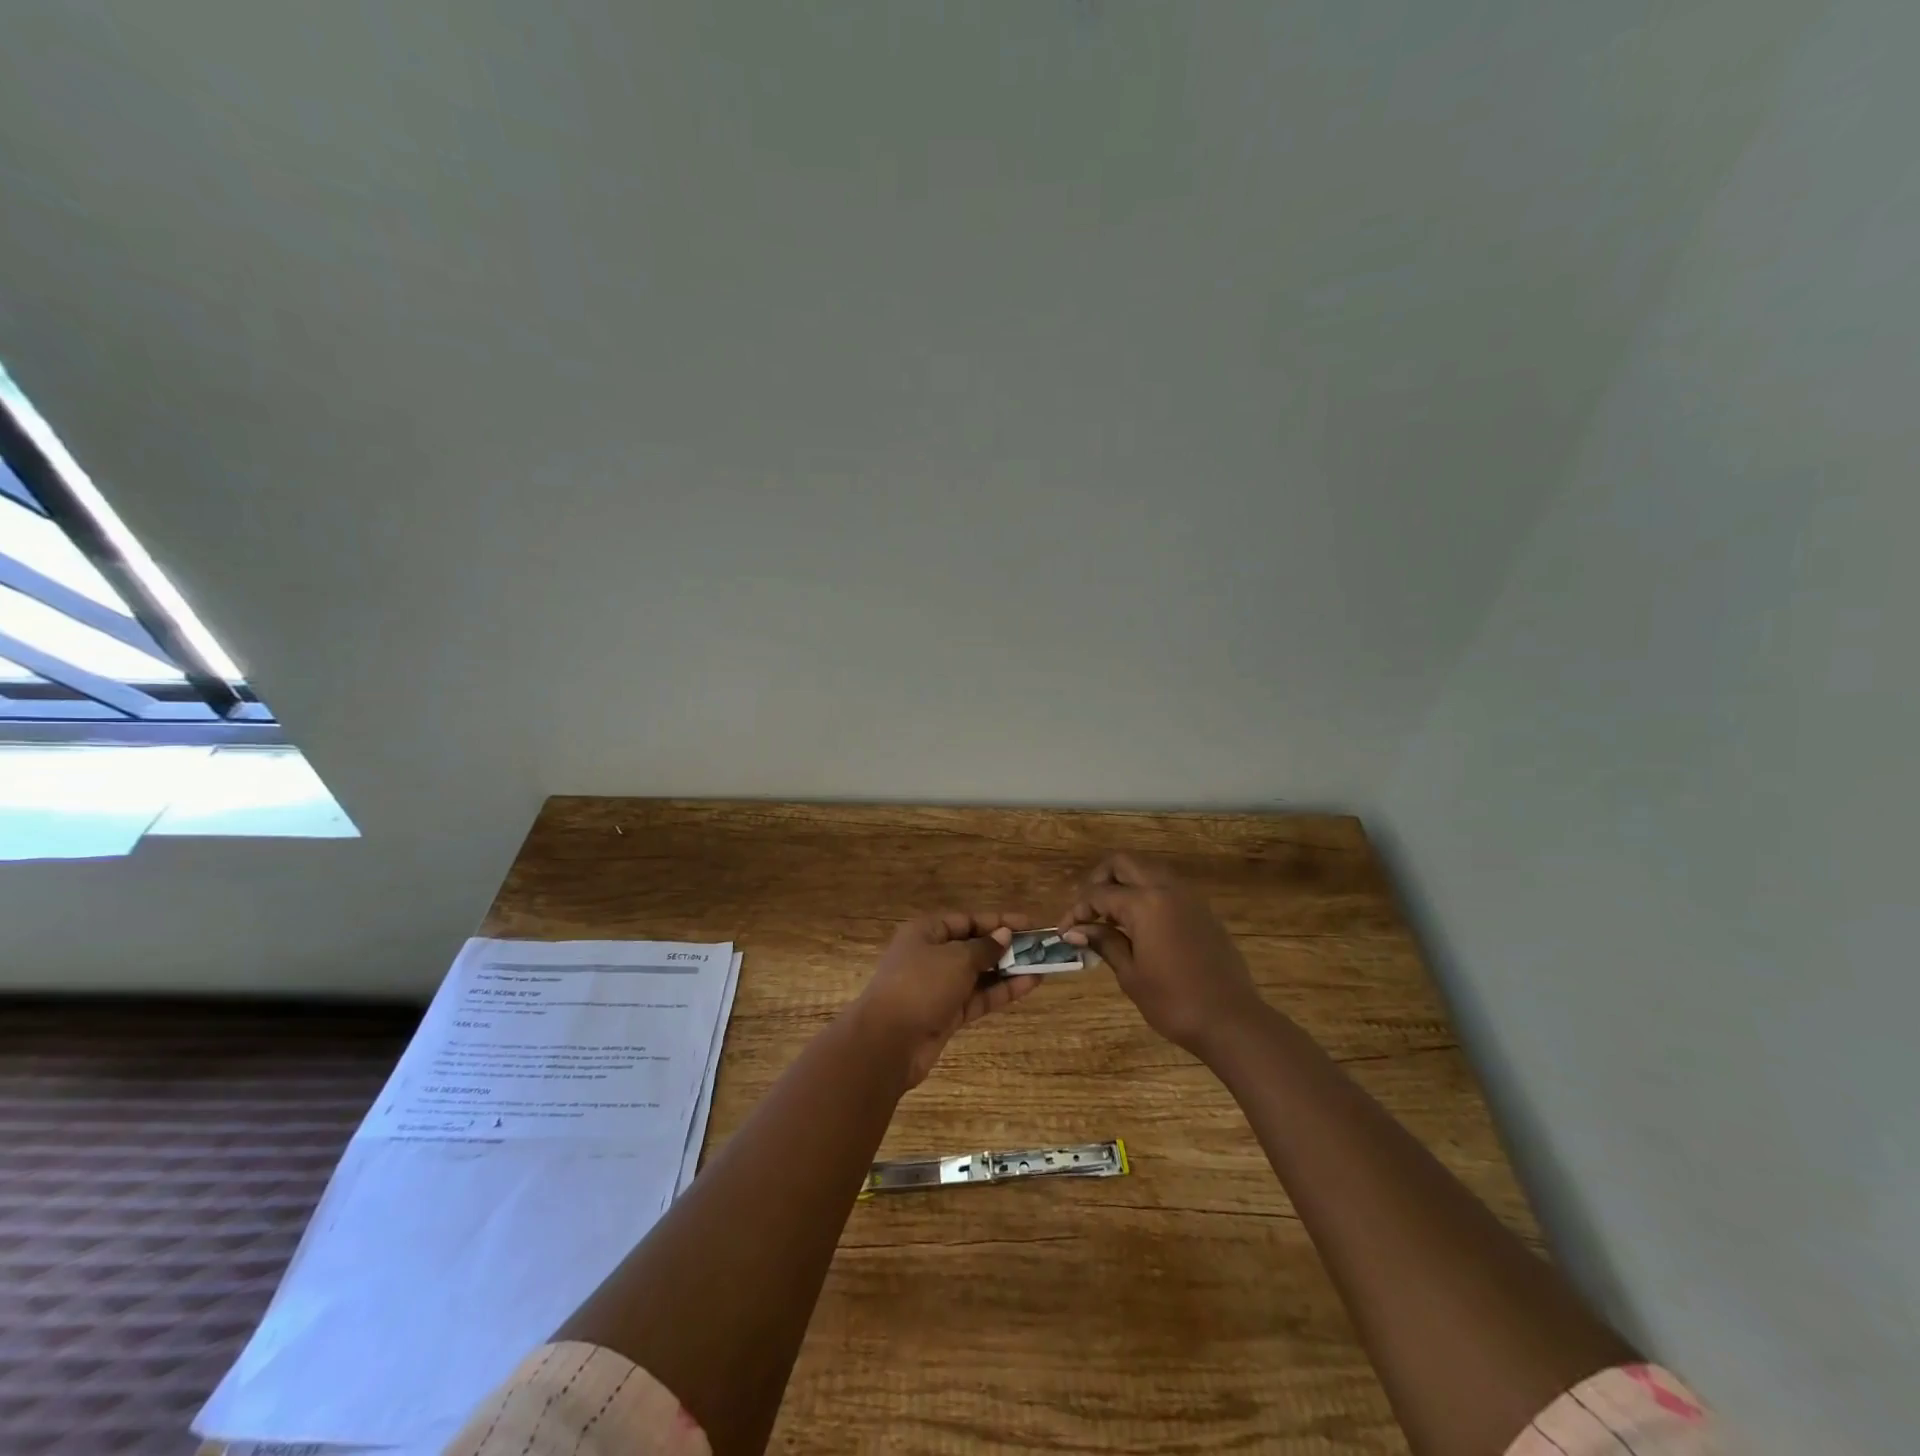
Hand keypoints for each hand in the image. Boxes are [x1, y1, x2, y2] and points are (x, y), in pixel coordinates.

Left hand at [853, 913, 1040, 1087]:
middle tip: (1039, 947)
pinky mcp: (946, 1014)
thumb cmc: (920, 986)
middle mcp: (931, 956)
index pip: (966, 920)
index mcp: (926, 932)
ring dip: (1008, 970)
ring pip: (978, 974)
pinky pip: (978, 997)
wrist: (887, 1042)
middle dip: (1005, 947)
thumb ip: (984, 948)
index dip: (997, 921)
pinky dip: (1001, 991)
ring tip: (1042, 966)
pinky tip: (1029, 985)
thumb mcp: (956, 959)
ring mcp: (938, 987)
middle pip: (973, 946)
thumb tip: (1004, 935)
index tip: (1029, 923)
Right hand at [1059, 855, 1263, 1057]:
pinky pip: (1166, 886)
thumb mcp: (1130, 974)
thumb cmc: (1173, 1002)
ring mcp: (1188, 897)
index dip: (1077, 910)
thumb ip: (1104, 942)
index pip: (1099, 894)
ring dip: (1124, 883)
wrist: (1231, 1020)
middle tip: (1087, 909)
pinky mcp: (1201, 910)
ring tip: (1110, 916)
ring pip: (1147, 870)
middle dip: (1099, 880)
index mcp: (1145, 903)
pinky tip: (1138, 924)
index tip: (1065, 931)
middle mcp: (1166, 889)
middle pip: (1123, 863)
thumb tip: (1076, 930)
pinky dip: (1146, 893)